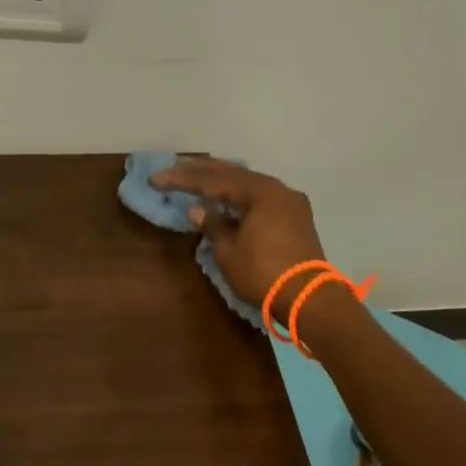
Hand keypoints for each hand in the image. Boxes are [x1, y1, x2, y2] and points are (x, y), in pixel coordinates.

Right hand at [149, 158, 328, 315]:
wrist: (309, 299)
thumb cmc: (263, 272)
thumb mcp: (228, 250)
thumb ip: (212, 225)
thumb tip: (197, 210)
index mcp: (260, 191)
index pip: (213, 180)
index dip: (182, 179)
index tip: (156, 179)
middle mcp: (277, 189)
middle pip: (233, 174)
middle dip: (202, 171)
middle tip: (175, 166)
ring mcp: (290, 203)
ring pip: (249, 184)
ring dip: (222, 182)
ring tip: (198, 177)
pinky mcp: (295, 218)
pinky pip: (260, 198)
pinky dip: (239, 196)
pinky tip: (225, 198)